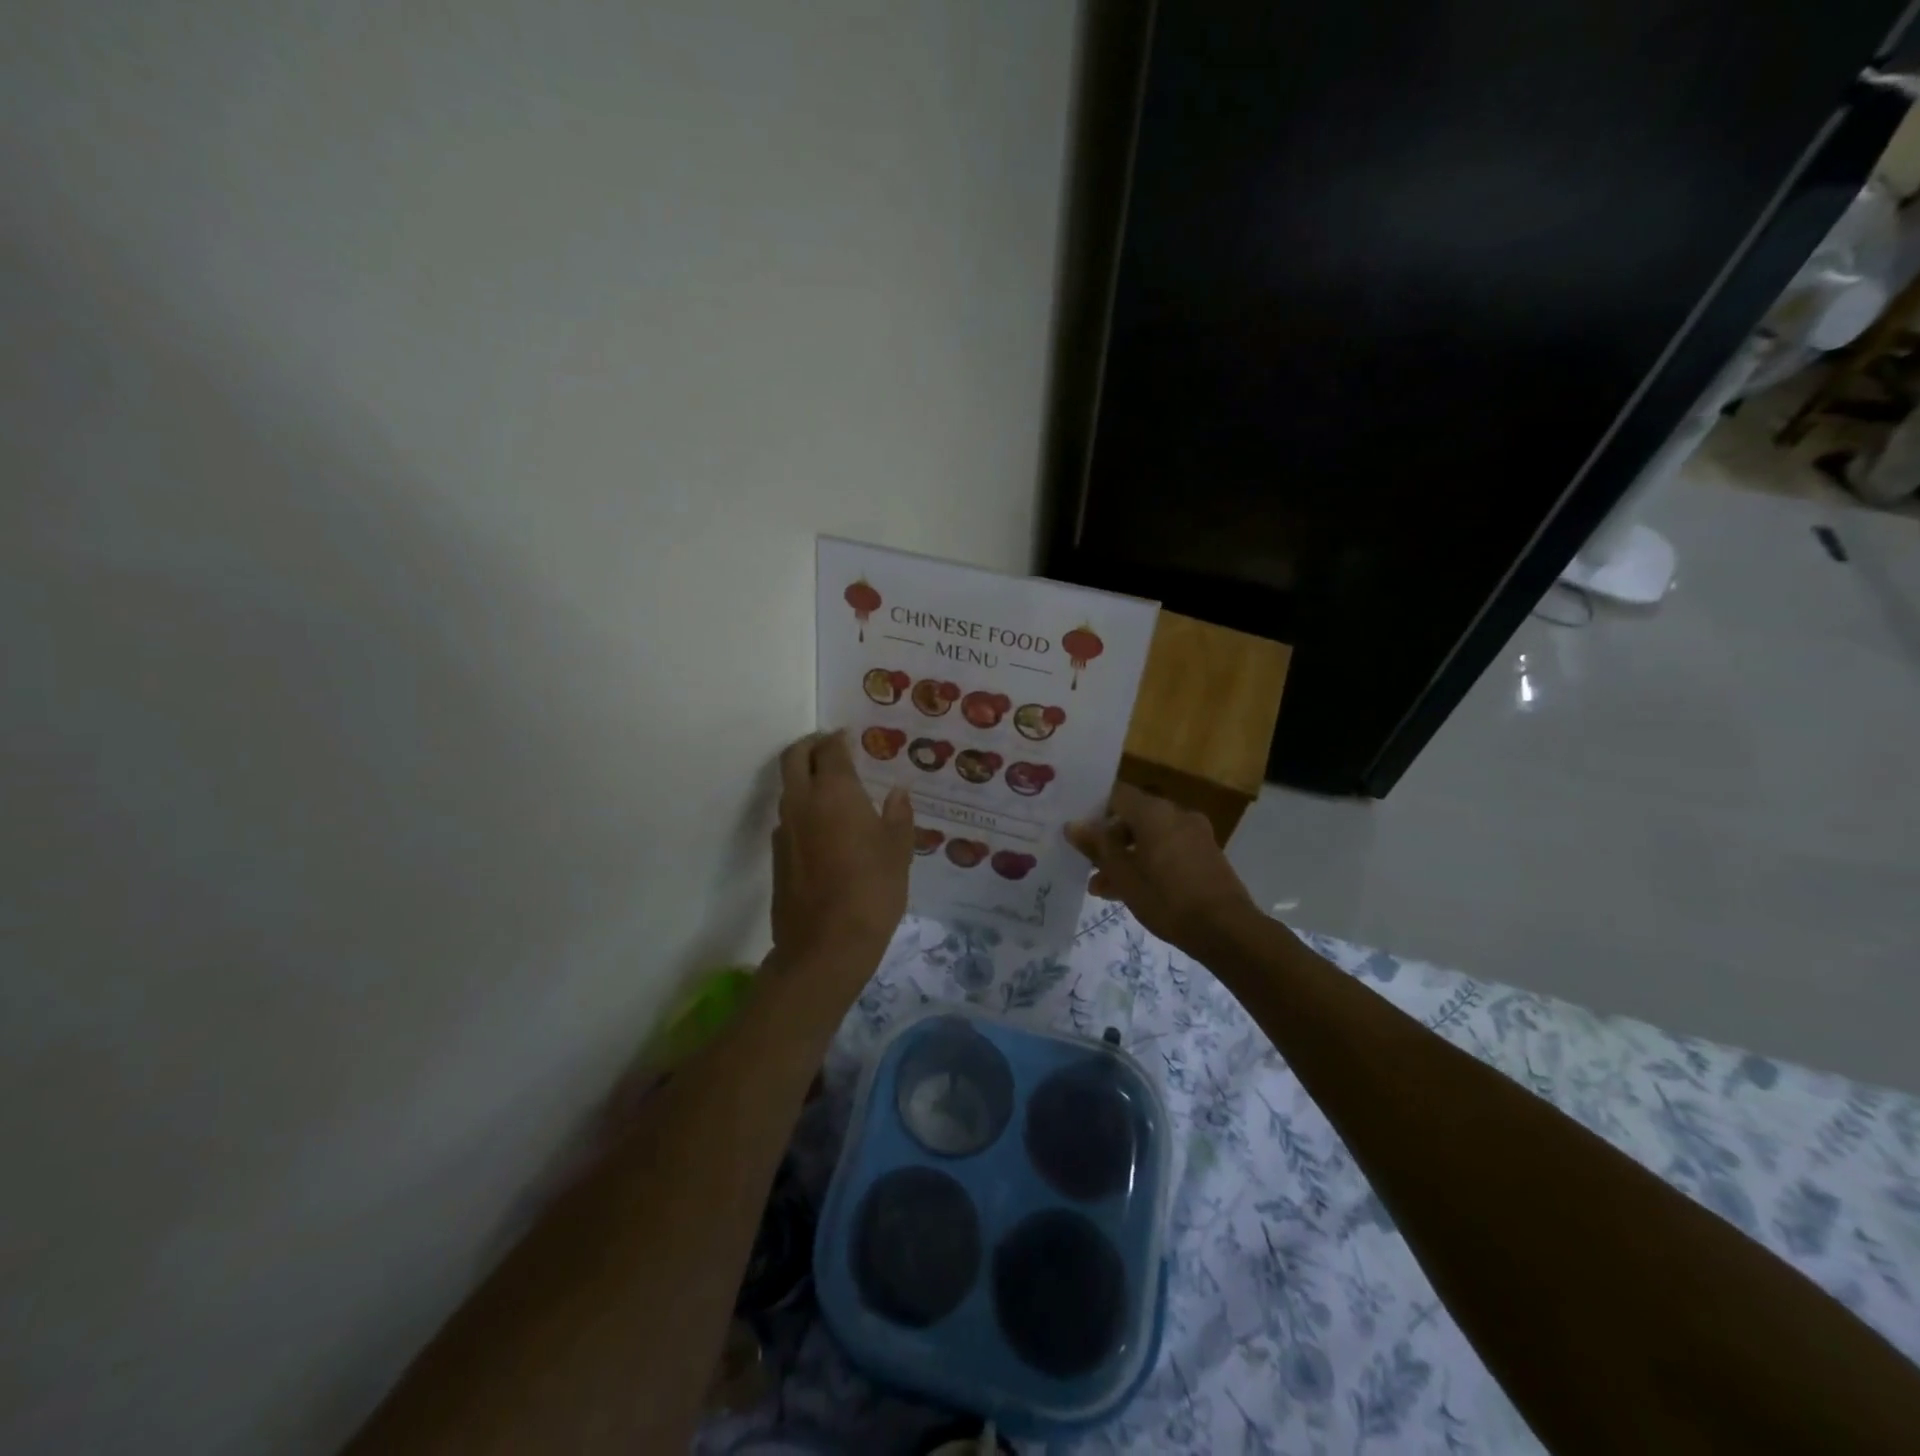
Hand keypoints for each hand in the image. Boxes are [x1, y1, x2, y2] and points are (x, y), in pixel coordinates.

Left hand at [772, 731, 913, 985]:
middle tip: (829, 748)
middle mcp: (802, 802)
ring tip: (830, 788)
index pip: (830, 749)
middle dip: (810, 746)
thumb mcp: (898, 851)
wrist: (826, 945)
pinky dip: (802, 809)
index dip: (839, 739)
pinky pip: (788, 818)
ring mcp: (784, 829)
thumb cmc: (872, 891)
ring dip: (803, 777)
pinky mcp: (776, 855)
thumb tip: (897, 793)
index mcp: (835, 792)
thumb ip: (898, 816)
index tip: (849, 737)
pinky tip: (823, 828)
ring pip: (787, 788)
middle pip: (794, 757)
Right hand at [1066, 783, 1259, 953]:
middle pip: (1133, 817)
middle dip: (1109, 841)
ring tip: (1103, 888)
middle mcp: (1176, 814)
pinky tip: (1132, 891)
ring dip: (1126, 857)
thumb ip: (1097, 847)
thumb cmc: (1167, 899)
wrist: (1226, 930)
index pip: (1116, 794)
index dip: (1094, 810)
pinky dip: (1149, 862)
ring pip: (1150, 837)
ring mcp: (1195, 834)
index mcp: (1154, 812)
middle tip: (1088, 866)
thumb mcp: (1123, 875)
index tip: (1078, 833)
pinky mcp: (1206, 854)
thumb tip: (1072, 825)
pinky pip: (1168, 849)